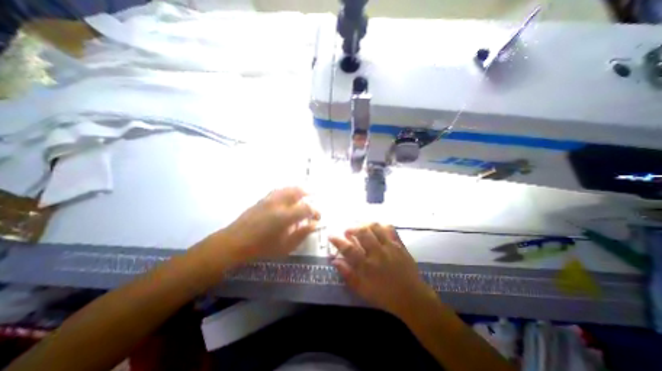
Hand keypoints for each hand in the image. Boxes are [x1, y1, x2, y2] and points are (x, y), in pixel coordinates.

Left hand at [219, 187, 320, 259]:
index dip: (315, 211)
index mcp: (286, 216)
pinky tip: (288, 194)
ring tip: (305, 193)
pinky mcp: (262, 199)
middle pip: (298, 191)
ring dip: (299, 189)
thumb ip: (302, 234)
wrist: (234, 243)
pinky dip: (287, 190)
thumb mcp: (286, 246)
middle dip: (309, 193)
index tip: (318, 218)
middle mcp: (279, 203)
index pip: (307, 208)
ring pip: (288, 188)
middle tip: (314, 198)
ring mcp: (269, 199)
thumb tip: (314, 225)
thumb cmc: (262, 248)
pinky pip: (278, 190)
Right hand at [329, 224, 434, 318]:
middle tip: (348, 231)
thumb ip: (348, 274)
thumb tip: (335, 261)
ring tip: (361, 228)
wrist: (411, 297)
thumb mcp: (362, 289)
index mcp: (366, 266)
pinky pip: (390, 229)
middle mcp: (377, 253)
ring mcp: (389, 247)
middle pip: (362, 233)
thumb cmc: (384, 296)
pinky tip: (377, 229)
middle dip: (352, 228)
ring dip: (365, 225)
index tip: (331, 235)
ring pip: (375, 227)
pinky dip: (381, 226)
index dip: (337, 241)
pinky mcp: (399, 244)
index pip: (348, 249)